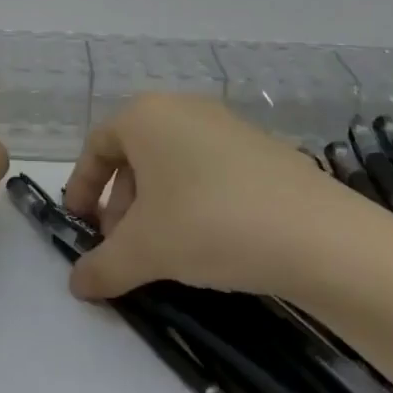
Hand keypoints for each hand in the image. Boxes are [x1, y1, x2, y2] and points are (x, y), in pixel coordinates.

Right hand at [62, 93, 356, 302]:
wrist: (315, 233)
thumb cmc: (209, 223)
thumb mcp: (144, 250)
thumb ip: (102, 266)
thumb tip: (78, 284)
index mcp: (146, 116)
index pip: (97, 145)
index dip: (81, 186)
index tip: (79, 226)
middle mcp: (183, 108)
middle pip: (135, 155)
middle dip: (120, 204)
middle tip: (121, 248)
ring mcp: (226, 125)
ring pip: (172, 164)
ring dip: (154, 207)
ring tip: (161, 252)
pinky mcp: (260, 148)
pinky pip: (208, 170)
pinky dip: (192, 201)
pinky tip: (205, 243)